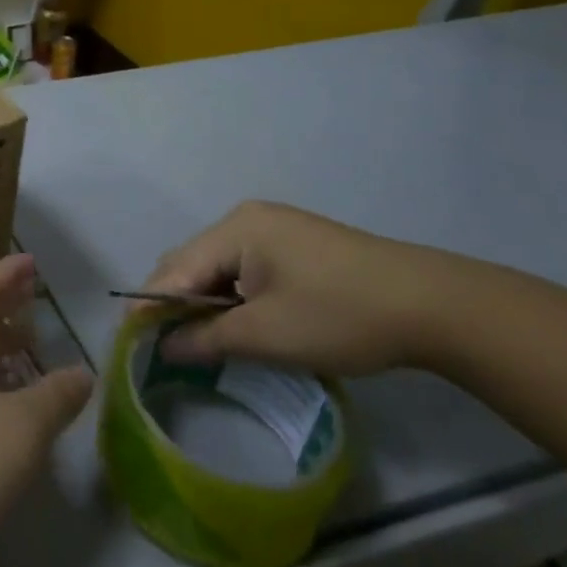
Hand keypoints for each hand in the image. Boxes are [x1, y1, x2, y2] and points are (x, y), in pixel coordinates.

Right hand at [144, 202, 447, 375]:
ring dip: (205, 300)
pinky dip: (233, 295)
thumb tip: (163, 347)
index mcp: (235, 229)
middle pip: (192, 262)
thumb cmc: (340, 316)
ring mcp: (275, 228)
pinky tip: (238, 322)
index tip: (130, 342)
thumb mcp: (265, 335)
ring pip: (219, 266)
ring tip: (198, 339)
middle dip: (174, 302)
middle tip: (164, 345)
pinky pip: (245, 267)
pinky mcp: (298, 244)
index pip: (174, 269)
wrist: (435, 307)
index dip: (149, 306)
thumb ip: (205, 338)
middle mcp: (247, 219)